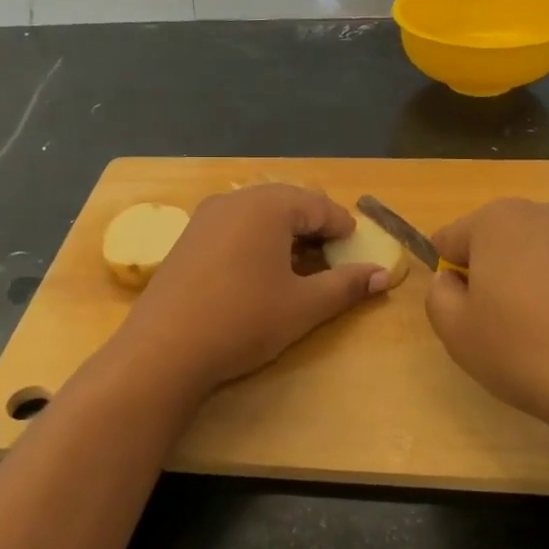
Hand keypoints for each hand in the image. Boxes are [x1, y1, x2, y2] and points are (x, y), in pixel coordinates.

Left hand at [115, 185, 388, 394]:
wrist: (164, 348)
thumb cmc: (244, 320)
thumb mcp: (304, 306)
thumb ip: (346, 286)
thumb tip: (384, 276)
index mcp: (268, 206)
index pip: (318, 205)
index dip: (342, 226)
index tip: (357, 248)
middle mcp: (236, 200)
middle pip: (287, 203)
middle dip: (313, 227)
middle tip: (332, 257)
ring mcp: (206, 217)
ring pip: (258, 214)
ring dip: (284, 233)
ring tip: (299, 265)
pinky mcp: (187, 238)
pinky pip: (233, 226)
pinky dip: (255, 240)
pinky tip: (259, 271)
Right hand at [426, 199, 548, 525]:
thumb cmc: (532, 353)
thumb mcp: (458, 335)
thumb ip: (439, 298)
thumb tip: (452, 281)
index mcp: (497, 219)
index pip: (451, 238)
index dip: (449, 277)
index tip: (464, 314)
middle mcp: (548, 211)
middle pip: (501, 241)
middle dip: (496, 275)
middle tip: (505, 328)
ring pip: (546, 255)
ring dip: (538, 283)